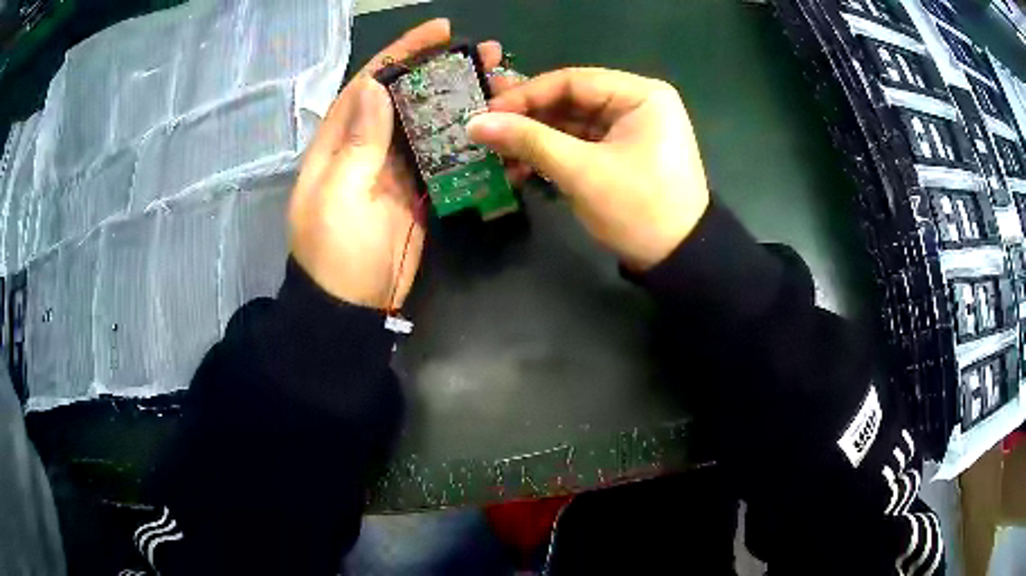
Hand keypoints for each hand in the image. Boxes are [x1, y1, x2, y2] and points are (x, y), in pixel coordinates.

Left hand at [288, 19, 515, 309]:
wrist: (351, 307)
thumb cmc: (337, 253)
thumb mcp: (339, 196)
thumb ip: (357, 142)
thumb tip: (373, 85)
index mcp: (339, 141)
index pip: (370, 83)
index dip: (402, 52)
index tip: (439, 31)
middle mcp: (366, 146)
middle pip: (405, 97)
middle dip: (441, 71)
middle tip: (485, 55)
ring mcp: (393, 169)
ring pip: (427, 124)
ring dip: (459, 102)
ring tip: (498, 83)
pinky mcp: (415, 191)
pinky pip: (441, 157)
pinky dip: (465, 141)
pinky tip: (492, 127)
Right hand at [466, 68, 710, 270]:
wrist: (678, 261)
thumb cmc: (638, 209)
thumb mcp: (581, 172)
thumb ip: (528, 141)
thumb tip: (474, 123)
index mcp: (640, 94)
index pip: (572, 81)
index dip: (525, 95)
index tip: (486, 114)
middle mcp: (638, 103)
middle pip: (571, 101)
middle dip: (529, 121)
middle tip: (487, 134)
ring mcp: (631, 129)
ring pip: (573, 125)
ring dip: (537, 141)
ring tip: (499, 158)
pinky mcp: (624, 153)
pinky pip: (582, 144)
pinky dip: (554, 156)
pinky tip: (523, 170)